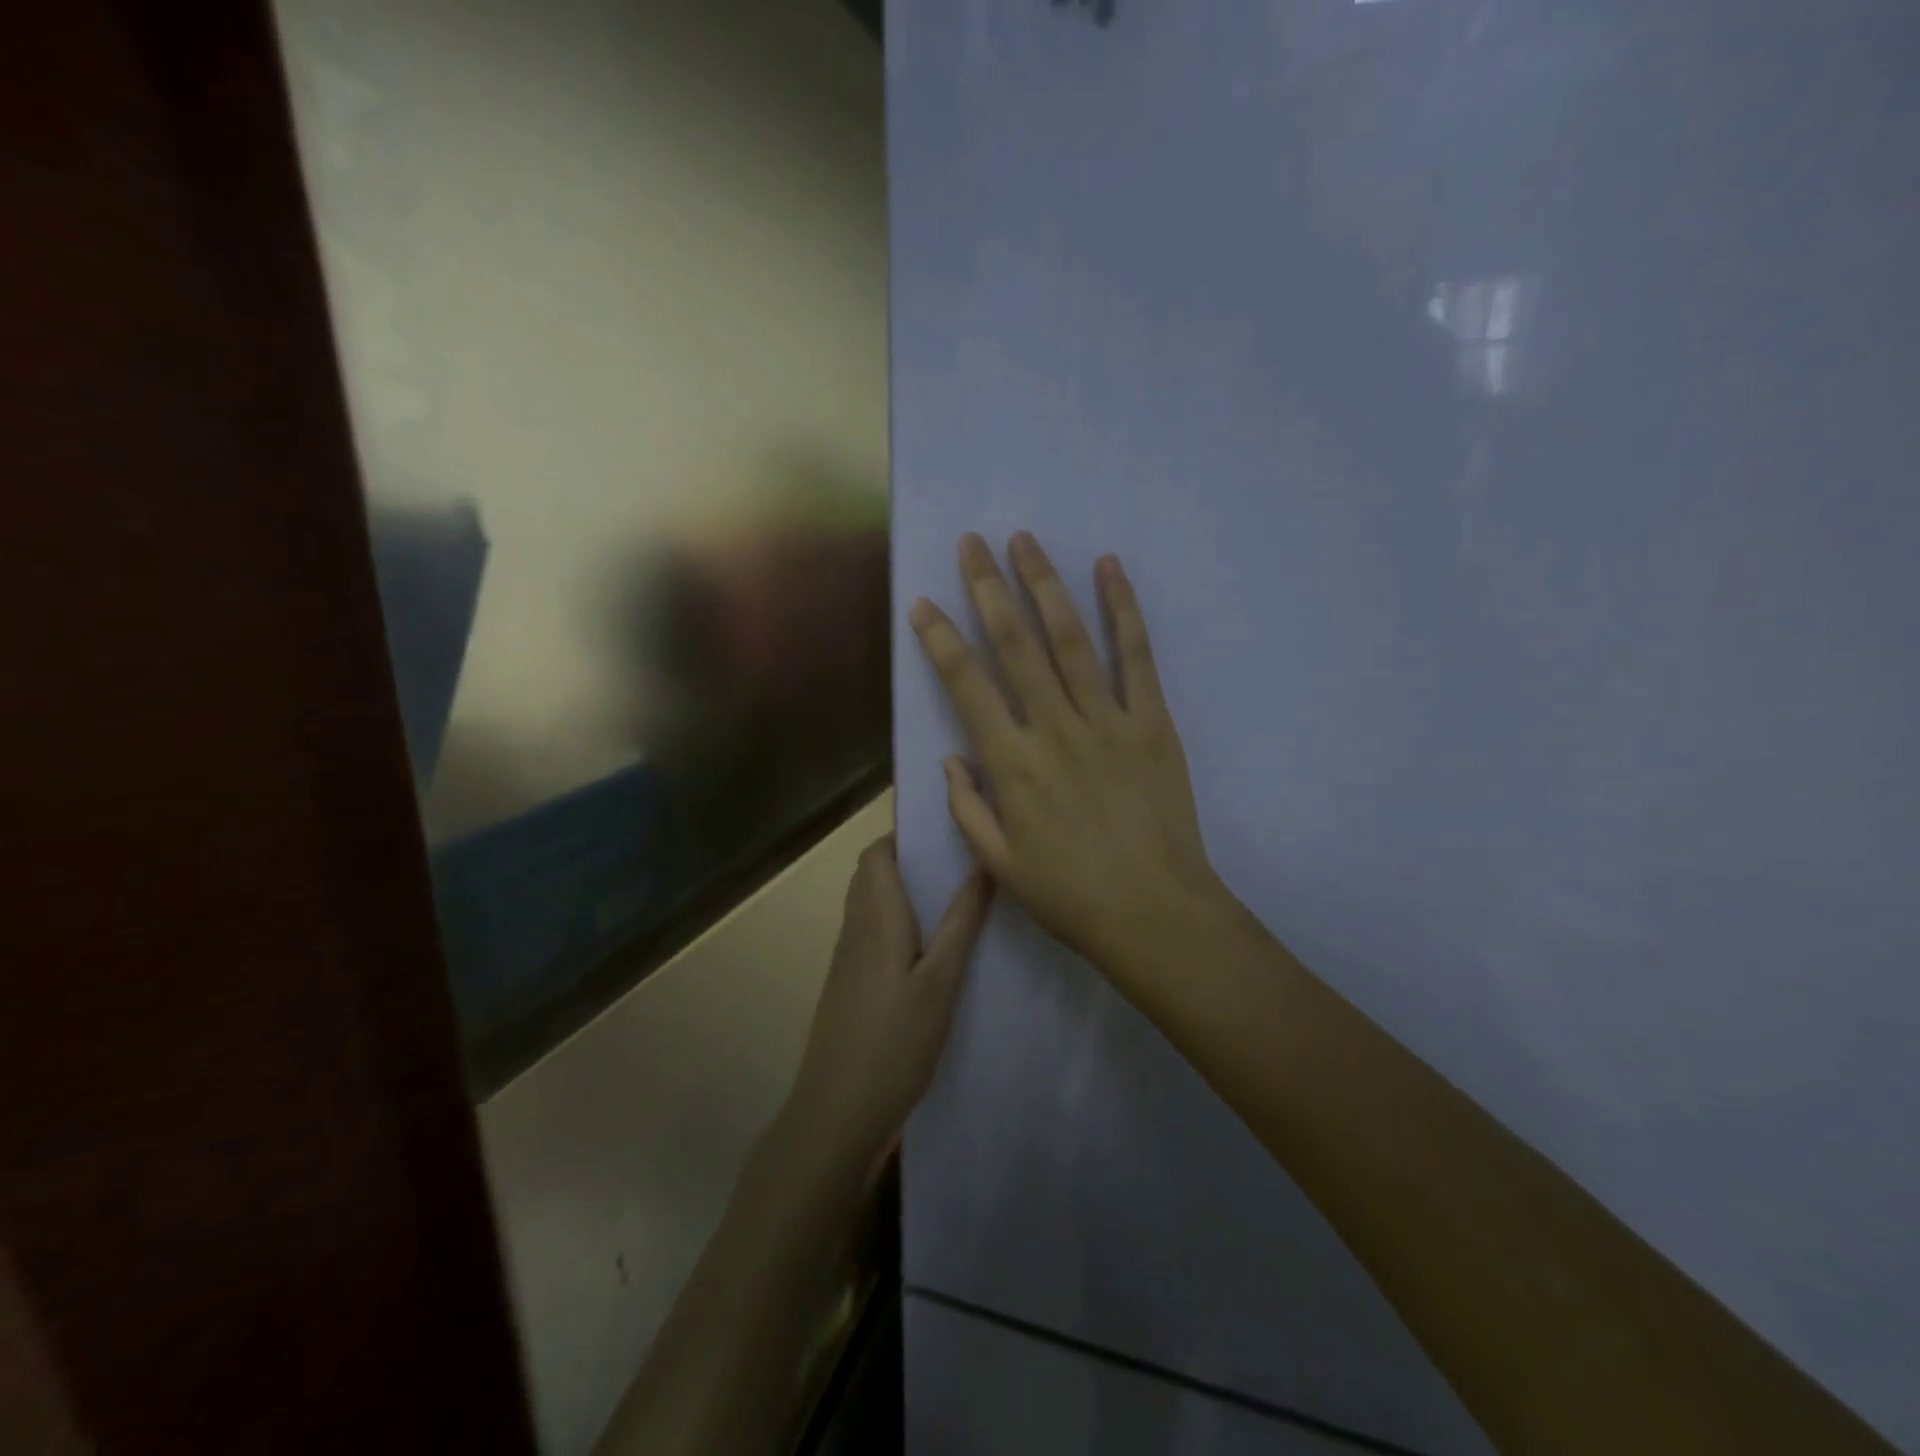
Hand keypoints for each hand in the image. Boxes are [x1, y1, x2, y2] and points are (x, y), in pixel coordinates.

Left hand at [783, 835, 993, 1188]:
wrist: (837, 1110)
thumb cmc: (895, 1041)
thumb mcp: (941, 981)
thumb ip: (961, 922)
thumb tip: (981, 865)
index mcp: (876, 917)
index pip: (876, 855)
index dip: (903, 836)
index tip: (943, 833)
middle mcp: (855, 929)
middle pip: (870, 876)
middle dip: (907, 861)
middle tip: (955, 863)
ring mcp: (846, 959)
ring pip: (869, 905)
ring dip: (901, 892)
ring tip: (950, 898)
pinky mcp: (847, 985)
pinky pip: (869, 934)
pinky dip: (895, 922)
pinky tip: (928, 948)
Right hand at [908, 532, 1224, 996]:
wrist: (1155, 913)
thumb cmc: (1070, 895)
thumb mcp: (1000, 864)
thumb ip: (968, 807)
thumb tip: (953, 757)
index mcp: (1012, 763)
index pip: (966, 684)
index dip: (941, 639)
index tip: (924, 604)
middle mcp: (1054, 728)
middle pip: (1015, 644)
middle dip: (988, 588)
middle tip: (971, 543)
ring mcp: (1108, 720)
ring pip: (1070, 638)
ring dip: (1044, 584)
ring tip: (1023, 540)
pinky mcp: (1154, 722)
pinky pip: (1136, 656)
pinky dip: (1122, 610)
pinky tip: (1109, 569)